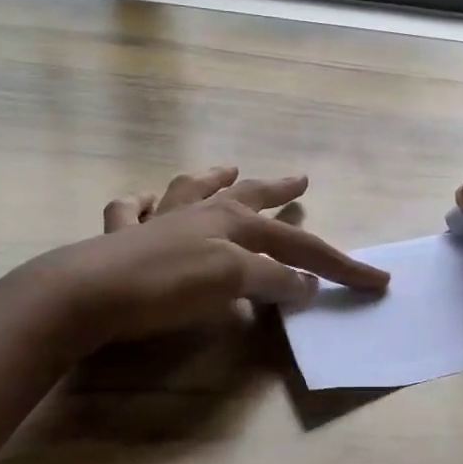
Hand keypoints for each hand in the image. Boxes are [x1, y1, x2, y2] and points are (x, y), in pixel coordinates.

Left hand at [49, 164, 388, 348]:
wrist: (85, 294)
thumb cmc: (166, 287)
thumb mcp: (231, 281)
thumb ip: (271, 279)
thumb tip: (307, 284)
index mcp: (232, 223)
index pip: (299, 246)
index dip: (340, 265)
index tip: (377, 281)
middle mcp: (199, 213)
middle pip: (249, 198)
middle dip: (279, 191)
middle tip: (301, 180)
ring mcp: (157, 221)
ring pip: (190, 189)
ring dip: (211, 179)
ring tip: (227, 169)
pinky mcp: (118, 238)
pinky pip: (129, 210)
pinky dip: (139, 204)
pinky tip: (141, 201)